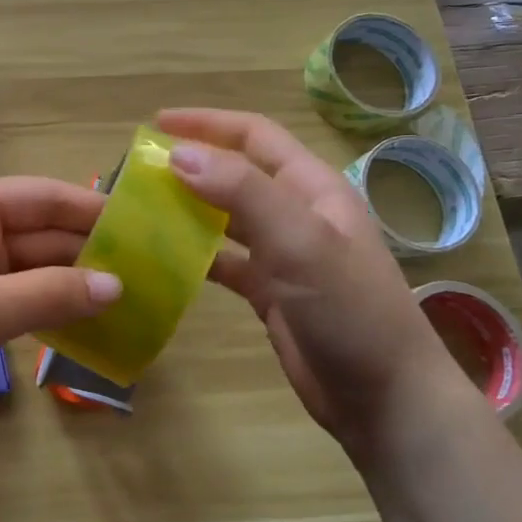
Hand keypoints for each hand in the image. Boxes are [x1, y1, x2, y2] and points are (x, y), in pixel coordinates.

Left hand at [0, 176, 120, 466]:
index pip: (37, 197)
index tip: (146, 224)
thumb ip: (47, 295)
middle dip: (90, 251)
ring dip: (75, 285)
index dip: (90, 209)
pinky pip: (19, 303)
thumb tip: (116, 284)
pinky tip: (92, 327)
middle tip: (153, 271)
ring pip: (33, 271)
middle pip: (38, 234)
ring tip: (136, 299)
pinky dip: (52, 313)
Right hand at [156, 108, 466, 454]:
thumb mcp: (299, 241)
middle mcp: (296, 213)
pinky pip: (222, 260)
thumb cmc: (349, 309)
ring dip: (187, 208)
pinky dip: (193, 254)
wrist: (383, 398)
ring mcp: (282, 254)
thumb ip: (241, 192)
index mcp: (312, 188)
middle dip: (191, 165)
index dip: (207, 123)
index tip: (155, 125)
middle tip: (138, 170)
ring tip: (140, 208)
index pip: (254, 136)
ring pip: (225, 217)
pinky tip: (162, 258)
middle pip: (236, 174)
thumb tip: (179, 154)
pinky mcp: (269, 291)